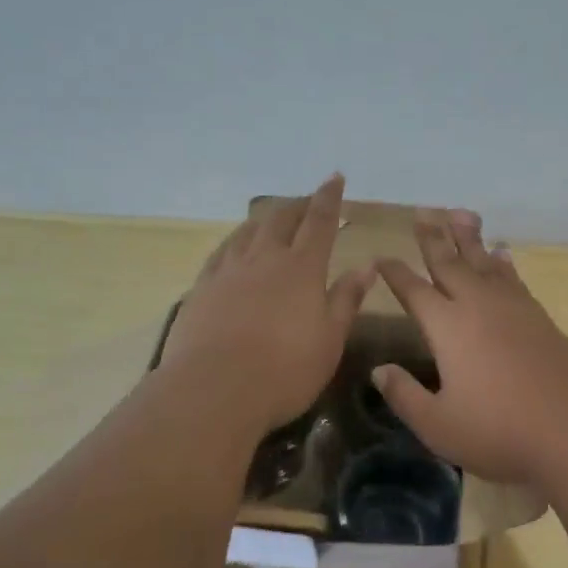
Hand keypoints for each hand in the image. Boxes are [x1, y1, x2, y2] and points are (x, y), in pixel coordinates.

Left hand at [157, 174, 374, 434]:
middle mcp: (264, 259)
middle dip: (297, 204)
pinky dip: (235, 241)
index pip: (319, 222)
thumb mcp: (330, 340)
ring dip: (264, 219)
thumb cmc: (285, 370)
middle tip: (307, 201)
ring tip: (272, 218)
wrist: (213, 390)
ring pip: (247, 231)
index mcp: (301, 268)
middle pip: (280, 218)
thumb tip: (366, 266)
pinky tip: (234, 246)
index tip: (334, 177)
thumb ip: (346, 299)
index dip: (328, 198)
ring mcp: (228, 271)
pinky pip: (221, 252)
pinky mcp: (201, 288)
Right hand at [371, 210, 567, 482]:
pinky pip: (514, 278)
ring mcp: (514, 308)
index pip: (414, 290)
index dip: (396, 272)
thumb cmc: (499, 430)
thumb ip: (404, 395)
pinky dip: (503, 262)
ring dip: (469, 238)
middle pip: (450, 263)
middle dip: (433, 238)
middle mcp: (478, 306)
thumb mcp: (438, 425)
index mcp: (447, 327)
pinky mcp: (540, 317)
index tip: (382, 256)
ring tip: (460, 214)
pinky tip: (501, 254)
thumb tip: (379, 370)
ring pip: (485, 262)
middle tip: (422, 212)